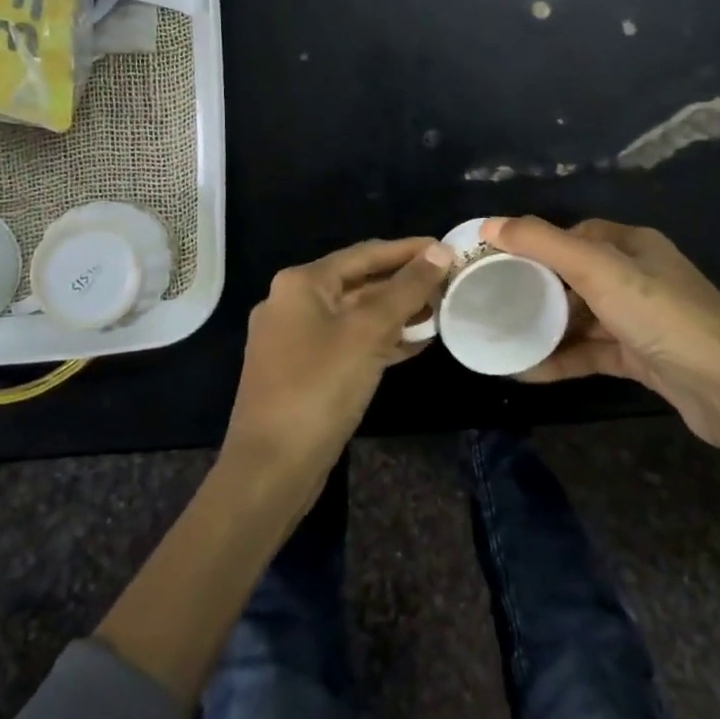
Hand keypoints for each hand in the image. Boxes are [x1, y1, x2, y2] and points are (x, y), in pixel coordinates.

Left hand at [224, 237, 453, 493]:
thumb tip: (441, 251)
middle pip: (359, 282)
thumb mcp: (369, 332)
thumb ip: (407, 289)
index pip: (364, 254)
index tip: (447, 249)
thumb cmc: (319, 387)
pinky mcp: (302, 370)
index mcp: (301, 283)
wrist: (271, 469)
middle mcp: (292, 303)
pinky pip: (347, 342)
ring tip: (440, 312)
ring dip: (396, 313)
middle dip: (404, 284)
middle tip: (448, 283)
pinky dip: (379, 340)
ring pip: (355, 315)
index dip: (408, 250)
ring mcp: (294, 339)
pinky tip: (414, 345)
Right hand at [483, 216, 719, 466]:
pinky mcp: (641, 357)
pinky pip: (592, 351)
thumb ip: (543, 244)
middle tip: (491, 301)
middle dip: (536, 288)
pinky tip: (526, 371)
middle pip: (576, 275)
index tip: (497, 260)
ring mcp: (640, 319)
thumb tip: (489, 224)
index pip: (575, 234)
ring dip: (546, 327)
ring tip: (500, 336)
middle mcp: (638, 276)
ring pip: (582, 317)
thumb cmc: (662, 316)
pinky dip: (562, 358)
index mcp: (633, 245)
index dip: (537, 243)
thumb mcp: (599, 270)